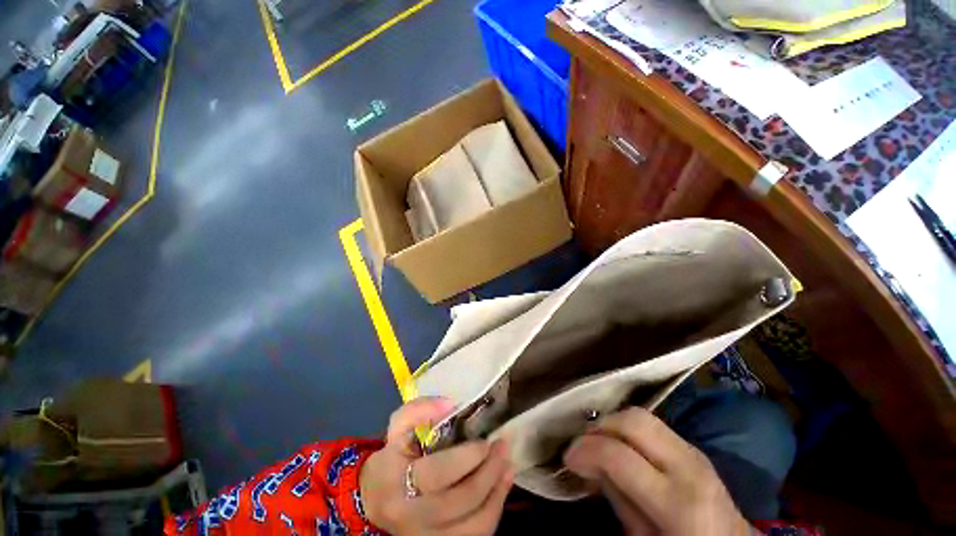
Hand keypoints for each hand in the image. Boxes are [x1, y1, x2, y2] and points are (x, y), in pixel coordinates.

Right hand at [360, 397, 514, 534]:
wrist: (377, 498)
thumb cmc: (393, 454)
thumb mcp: (400, 424)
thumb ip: (421, 409)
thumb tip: (451, 405)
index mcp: (396, 480)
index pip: (437, 473)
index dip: (467, 458)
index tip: (485, 442)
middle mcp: (409, 516)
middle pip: (460, 502)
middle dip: (489, 472)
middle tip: (502, 448)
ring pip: (473, 527)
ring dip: (497, 493)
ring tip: (507, 466)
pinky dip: (493, 512)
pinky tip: (501, 488)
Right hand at [564, 407, 749, 535]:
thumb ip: (617, 498)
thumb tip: (590, 464)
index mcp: (678, 502)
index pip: (618, 456)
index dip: (585, 450)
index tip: (569, 458)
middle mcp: (688, 466)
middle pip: (633, 421)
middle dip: (600, 426)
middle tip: (583, 444)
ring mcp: (694, 451)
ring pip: (641, 415)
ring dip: (612, 423)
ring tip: (598, 441)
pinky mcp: (692, 446)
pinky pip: (652, 424)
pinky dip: (627, 427)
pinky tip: (620, 443)